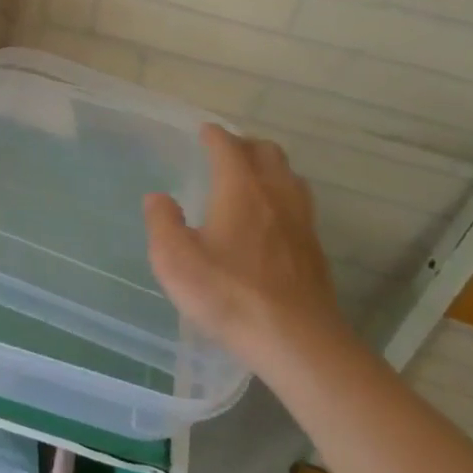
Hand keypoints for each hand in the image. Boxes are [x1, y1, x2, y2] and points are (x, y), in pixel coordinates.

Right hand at [145, 125, 351, 372]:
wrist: (297, 341)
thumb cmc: (229, 294)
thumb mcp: (175, 260)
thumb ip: (162, 223)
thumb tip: (158, 198)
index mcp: (240, 188)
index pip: (228, 146)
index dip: (214, 135)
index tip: (204, 131)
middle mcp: (275, 194)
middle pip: (267, 152)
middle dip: (245, 145)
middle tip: (227, 152)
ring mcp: (301, 221)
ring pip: (290, 176)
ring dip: (270, 168)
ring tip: (252, 179)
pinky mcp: (314, 249)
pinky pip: (300, 205)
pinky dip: (284, 197)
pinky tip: (272, 220)